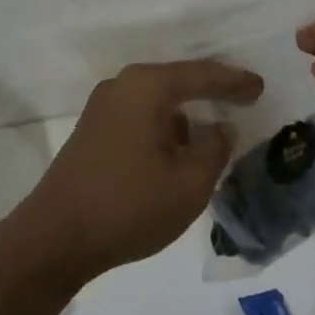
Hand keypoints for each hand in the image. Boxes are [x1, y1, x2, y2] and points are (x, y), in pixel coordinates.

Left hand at [10, 60, 263, 280]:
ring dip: (185, 113)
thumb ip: (215, 149)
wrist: (54, 238)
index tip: (260, 87)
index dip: (234, 82)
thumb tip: (220, 128)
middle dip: (210, 91)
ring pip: (157, 100)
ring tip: (212, 129)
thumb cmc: (128, 206)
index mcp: (147, 87)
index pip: (202, 75)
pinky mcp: (92, 130)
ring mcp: (102, 107)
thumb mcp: (189, 184)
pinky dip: (164, 126)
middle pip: (177, 80)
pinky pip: (140, 115)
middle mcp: (123, 85)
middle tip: (242, 99)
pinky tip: (177, 148)